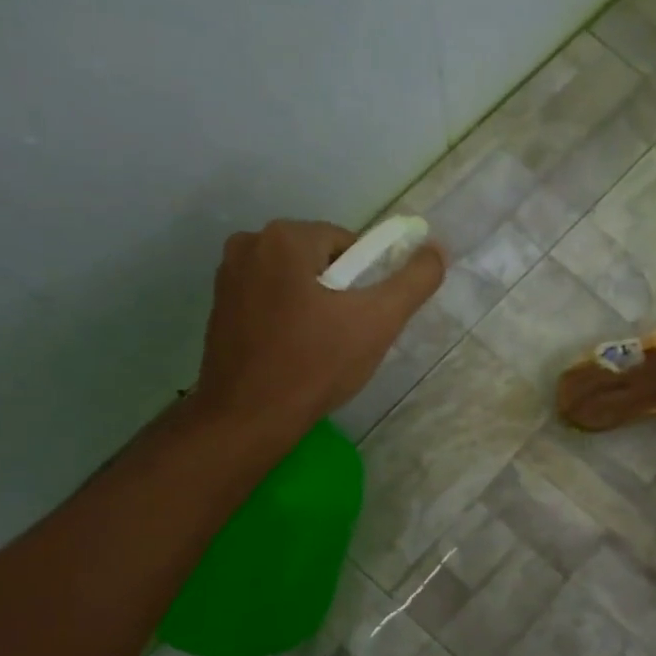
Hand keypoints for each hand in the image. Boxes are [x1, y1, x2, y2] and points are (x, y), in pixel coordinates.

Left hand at [194, 219, 443, 440]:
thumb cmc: (316, 364)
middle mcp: (249, 244)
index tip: (363, 319)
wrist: (249, 418)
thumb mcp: (379, 321)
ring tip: (320, 348)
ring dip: (314, 305)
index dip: (366, 283)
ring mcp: (228, 276)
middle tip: (345, 336)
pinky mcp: (218, 306)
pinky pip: (270, 299)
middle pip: (321, 260)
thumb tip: (437, 249)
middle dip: (339, 293)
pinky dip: (288, 317)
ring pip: (296, 280)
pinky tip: (293, 352)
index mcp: (285, 237)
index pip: (349, 245)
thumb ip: (414, 281)